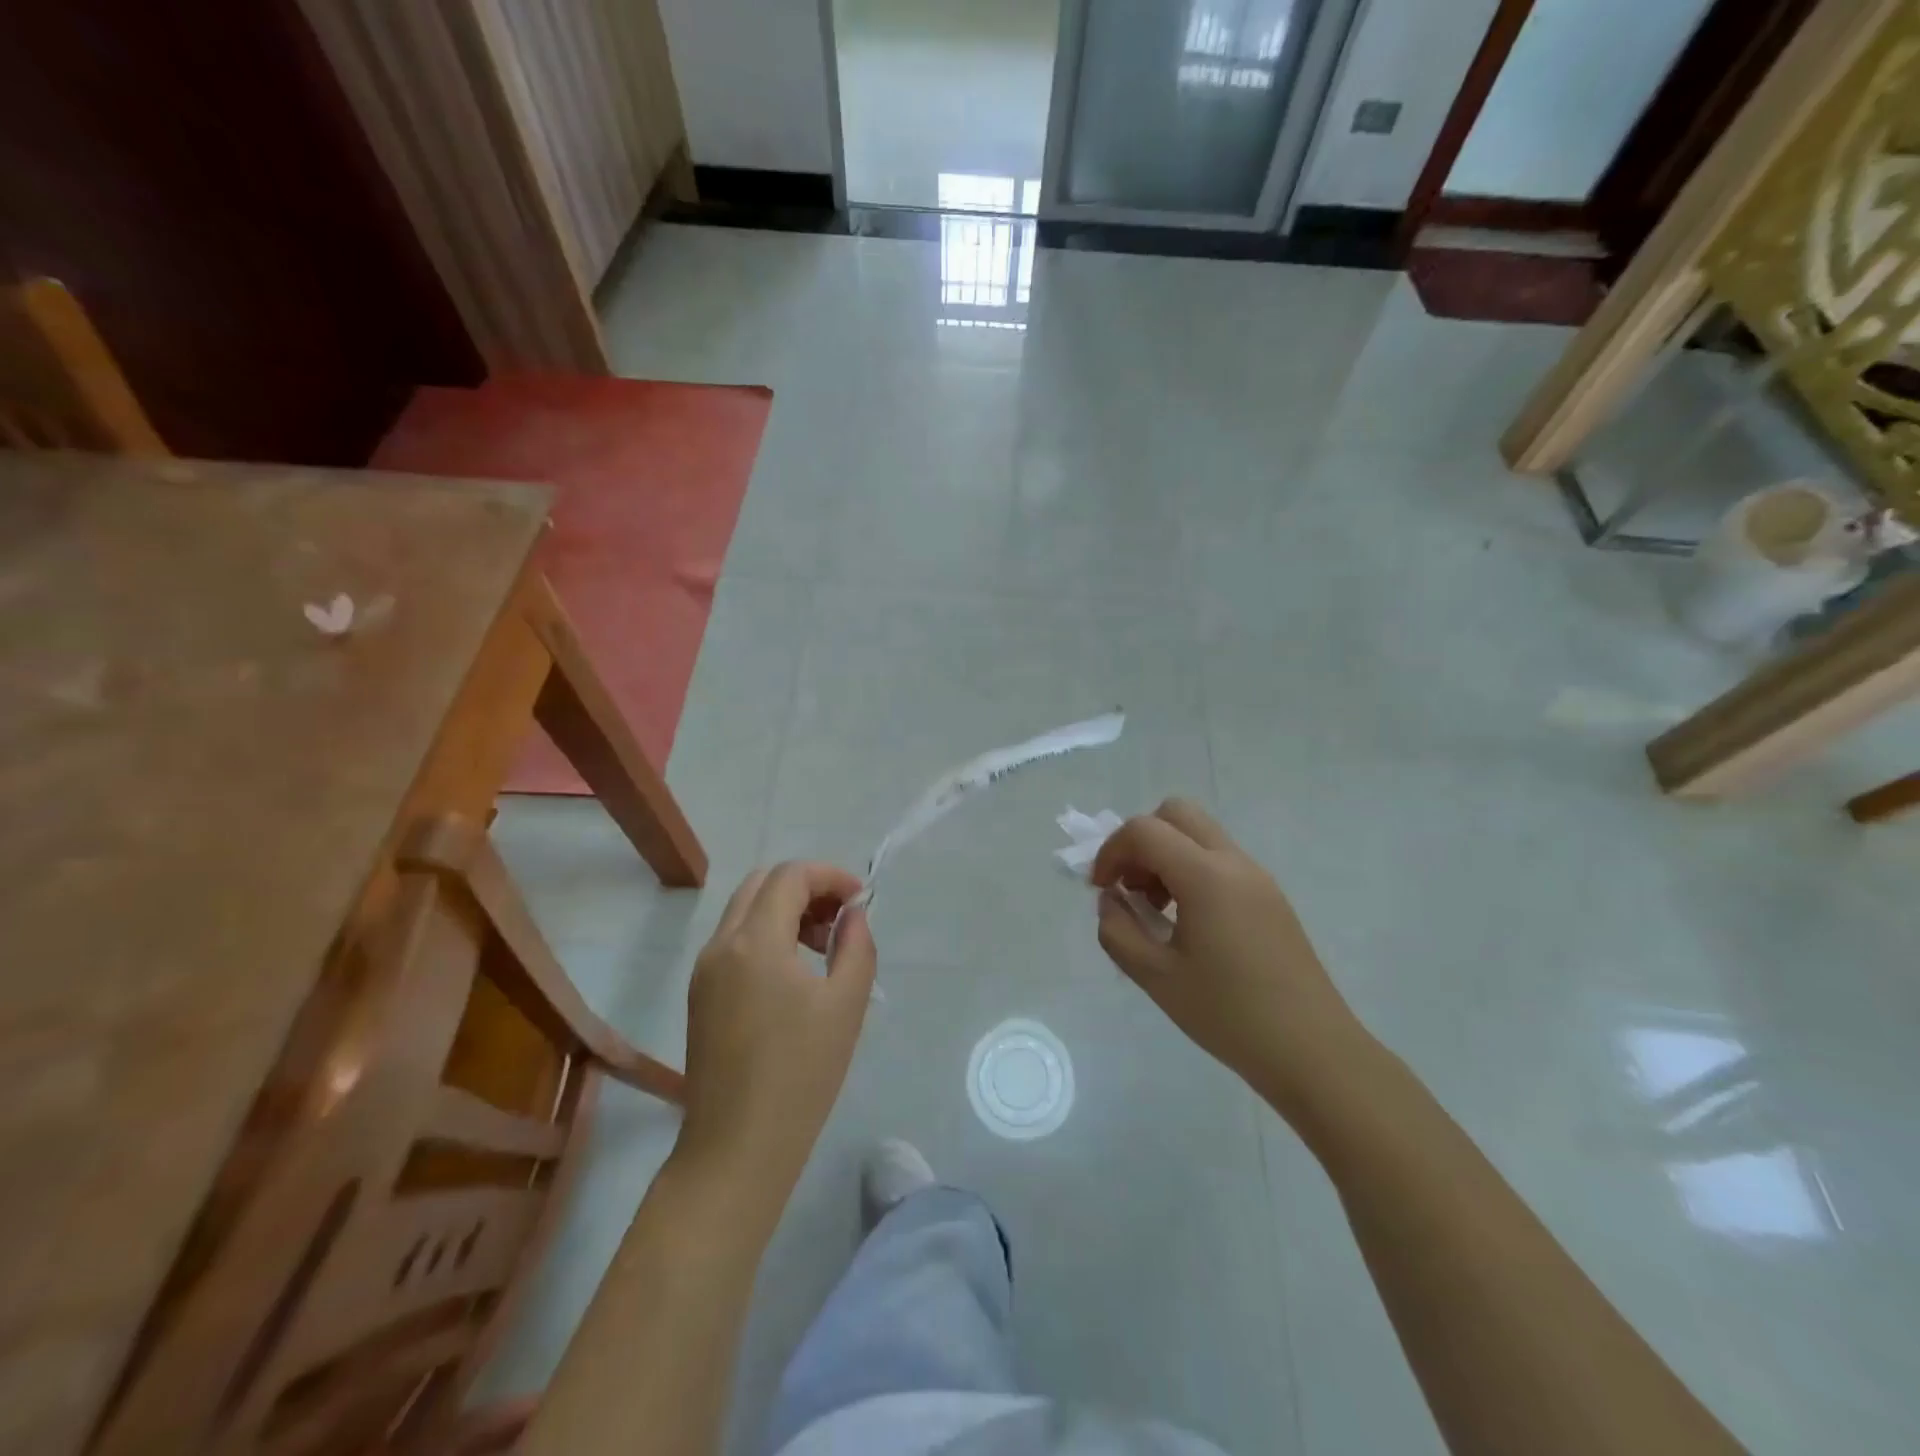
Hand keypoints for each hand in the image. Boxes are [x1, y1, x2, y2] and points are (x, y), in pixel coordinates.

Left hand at [677, 863, 875, 1205]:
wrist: (737, 1148)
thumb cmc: (801, 1074)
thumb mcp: (846, 1004)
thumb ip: (856, 945)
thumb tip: (852, 915)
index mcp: (754, 941)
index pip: (790, 876)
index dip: (830, 876)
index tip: (860, 901)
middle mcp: (721, 944)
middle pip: (762, 884)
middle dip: (807, 888)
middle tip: (841, 920)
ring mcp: (704, 970)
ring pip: (745, 910)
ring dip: (786, 910)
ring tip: (822, 948)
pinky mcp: (700, 995)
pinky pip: (734, 941)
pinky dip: (766, 935)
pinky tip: (794, 974)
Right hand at [1091, 799, 1366, 1118]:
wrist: (1312, 1051)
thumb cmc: (1228, 1015)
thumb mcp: (1156, 977)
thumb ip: (1117, 930)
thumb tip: (1111, 901)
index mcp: (1206, 877)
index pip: (1144, 831)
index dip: (1111, 851)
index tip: (1100, 889)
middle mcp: (1234, 863)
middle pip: (1176, 814)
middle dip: (1140, 841)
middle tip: (1130, 887)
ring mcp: (1257, 878)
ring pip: (1199, 835)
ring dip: (1166, 855)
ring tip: (1157, 911)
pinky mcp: (1270, 897)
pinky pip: (1220, 860)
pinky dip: (1190, 871)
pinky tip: (1188, 924)